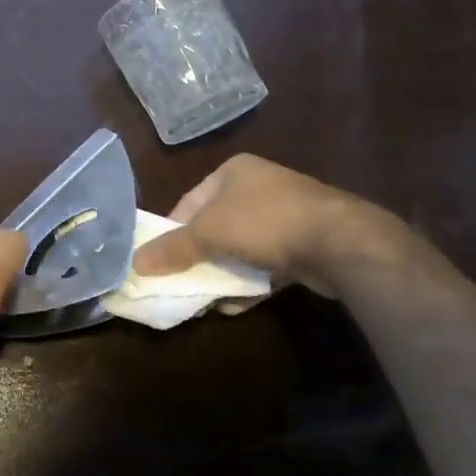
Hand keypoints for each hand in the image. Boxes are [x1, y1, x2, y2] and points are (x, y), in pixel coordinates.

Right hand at [130, 155, 408, 295]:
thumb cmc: (264, 222)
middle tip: (180, 282)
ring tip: (205, 298)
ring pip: (240, 247)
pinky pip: (266, 264)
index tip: (159, 260)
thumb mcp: (208, 233)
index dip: (171, 231)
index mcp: (234, 171)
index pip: (189, 202)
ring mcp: (285, 214)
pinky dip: (250, 282)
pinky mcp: (304, 243)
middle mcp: (259, 186)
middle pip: (214, 226)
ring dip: (223, 273)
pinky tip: (236, 304)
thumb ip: (172, 249)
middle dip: (198, 257)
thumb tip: (135, 263)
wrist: (340, 242)